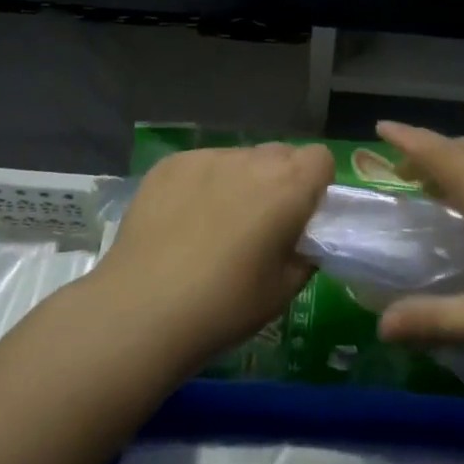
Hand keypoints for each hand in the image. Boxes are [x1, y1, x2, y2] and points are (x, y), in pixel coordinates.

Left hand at [89, 144, 331, 367]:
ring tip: (215, 224)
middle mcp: (251, 160)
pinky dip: (202, 185)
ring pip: (239, 158)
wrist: (142, 310)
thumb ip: (305, 253)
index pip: (321, 158)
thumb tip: (303, 238)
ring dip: (240, 181)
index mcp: (288, 187)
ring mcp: (206, 157)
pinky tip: (182, 222)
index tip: (302, 215)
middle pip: (280, 154)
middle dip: (280, 180)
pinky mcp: (169, 164)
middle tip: (262, 223)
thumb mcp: (284, 290)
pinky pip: (201, 165)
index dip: (316, 184)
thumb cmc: (225, 305)